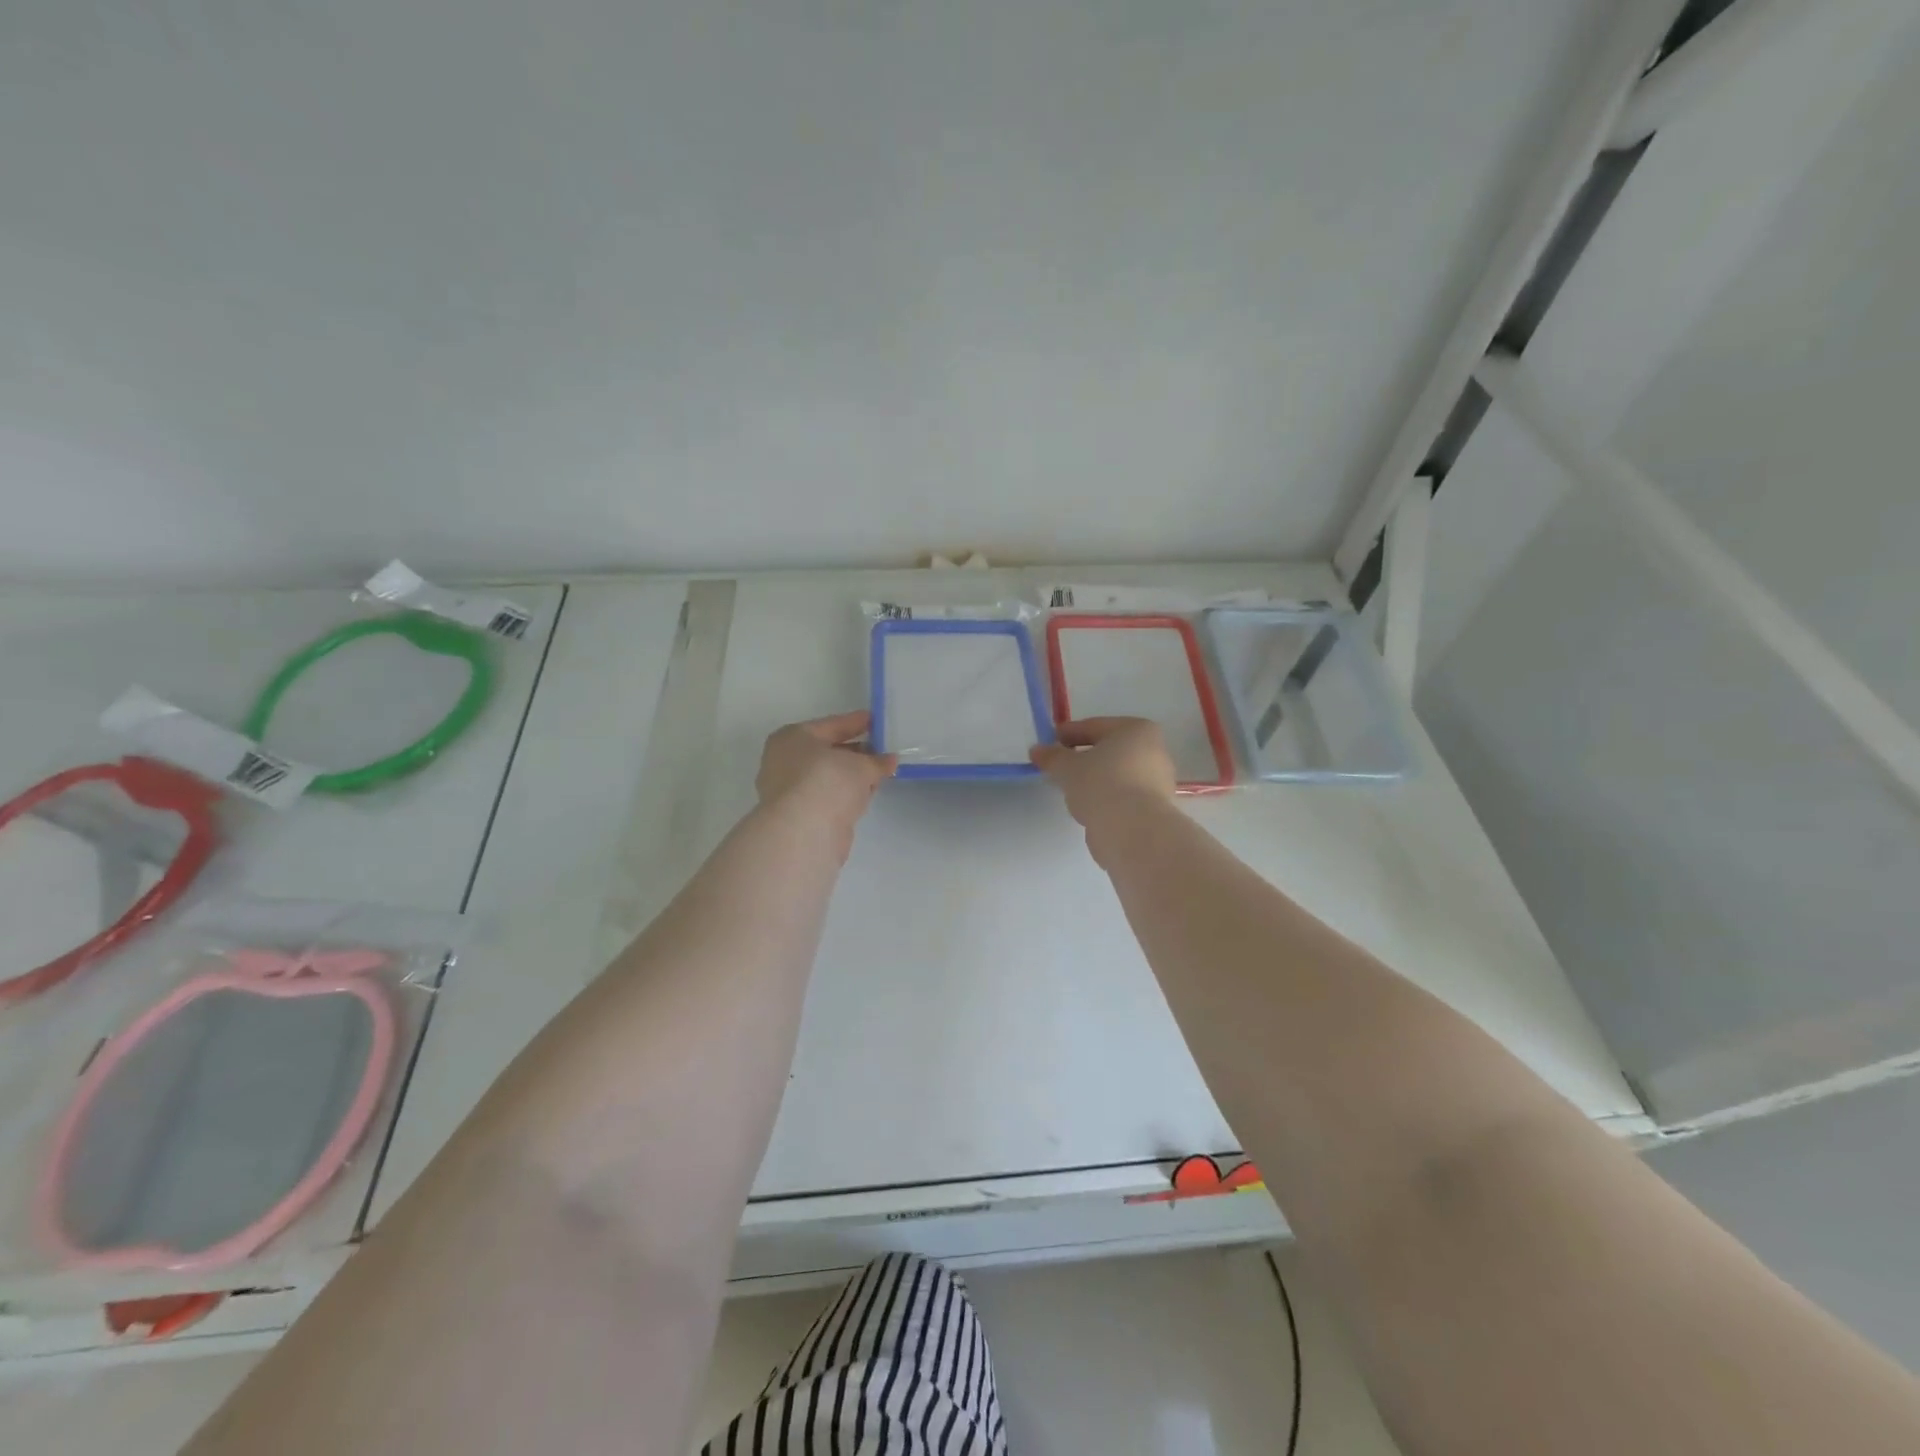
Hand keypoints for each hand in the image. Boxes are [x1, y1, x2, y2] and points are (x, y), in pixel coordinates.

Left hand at [757, 711, 896, 848]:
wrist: (804, 832)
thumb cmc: (827, 781)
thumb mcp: (860, 765)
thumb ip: (877, 761)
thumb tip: (890, 760)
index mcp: (793, 738)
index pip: (831, 725)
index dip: (856, 722)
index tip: (876, 720)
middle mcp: (786, 760)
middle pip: (828, 751)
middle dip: (856, 751)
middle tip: (883, 748)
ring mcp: (790, 790)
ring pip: (829, 776)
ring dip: (852, 774)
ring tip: (880, 771)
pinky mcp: (800, 815)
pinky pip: (829, 796)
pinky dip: (847, 793)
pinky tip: (867, 793)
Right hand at [1030, 717, 1177, 828]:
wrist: (1132, 830)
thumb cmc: (1101, 784)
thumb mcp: (1067, 767)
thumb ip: (1051, 756)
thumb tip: (1038, 751)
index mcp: (1137, 730)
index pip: (1095, 726)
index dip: (1069, 733)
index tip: (1049, 741)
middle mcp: (1155, 751)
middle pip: (1110, 750)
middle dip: (1084, 757)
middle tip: (1059, 765)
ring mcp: (1158, 781)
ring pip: (1117, 774)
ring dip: (1095, 779)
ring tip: (1071, 789)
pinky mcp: (1156, 808)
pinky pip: (1123, 795)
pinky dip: (1106, 797)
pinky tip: (1088, 806)